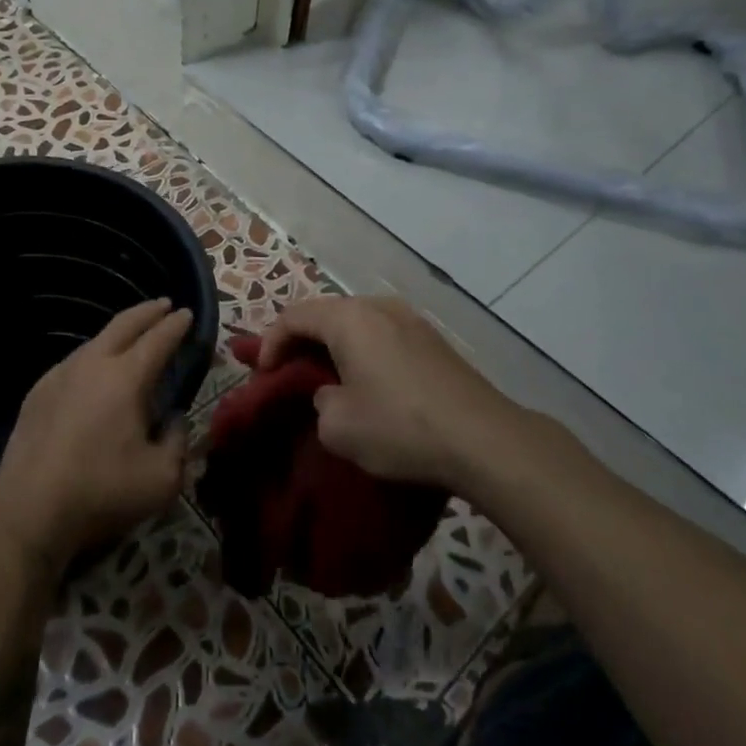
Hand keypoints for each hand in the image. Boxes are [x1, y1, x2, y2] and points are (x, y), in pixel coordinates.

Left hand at [0, 299, 193, 565]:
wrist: (28, 510)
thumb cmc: (102, 491)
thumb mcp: (162, 478)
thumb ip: (178, 441)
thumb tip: (173, 420)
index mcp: (127, 377)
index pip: (158, 339)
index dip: (176, 325)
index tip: (187, 313)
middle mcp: (93, 364)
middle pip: (124, 324)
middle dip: (148, 311)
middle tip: (164, 305)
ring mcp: (59, 375)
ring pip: (95, 341)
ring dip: (118, 334)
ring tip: (131, 338)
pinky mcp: (37, 393)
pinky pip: (73, 363)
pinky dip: (93, 357)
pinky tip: (94, 373)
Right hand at [257, 296, 519, 492]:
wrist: (483, 439)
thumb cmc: (400, 427)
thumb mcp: (338, 427)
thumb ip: (319, 402)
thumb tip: (333, 394)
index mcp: (349, 318)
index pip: (293, 316)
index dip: (269, 343)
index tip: (261, 375)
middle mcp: (379, 306)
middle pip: (325, 313)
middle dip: (300, 341)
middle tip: (287, 373)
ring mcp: (411, 319)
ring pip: (356, 323)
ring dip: (333, 345)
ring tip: (325, 376)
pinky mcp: (433, 340)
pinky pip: (382, 334)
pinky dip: (362, 351)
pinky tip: (367, 381)